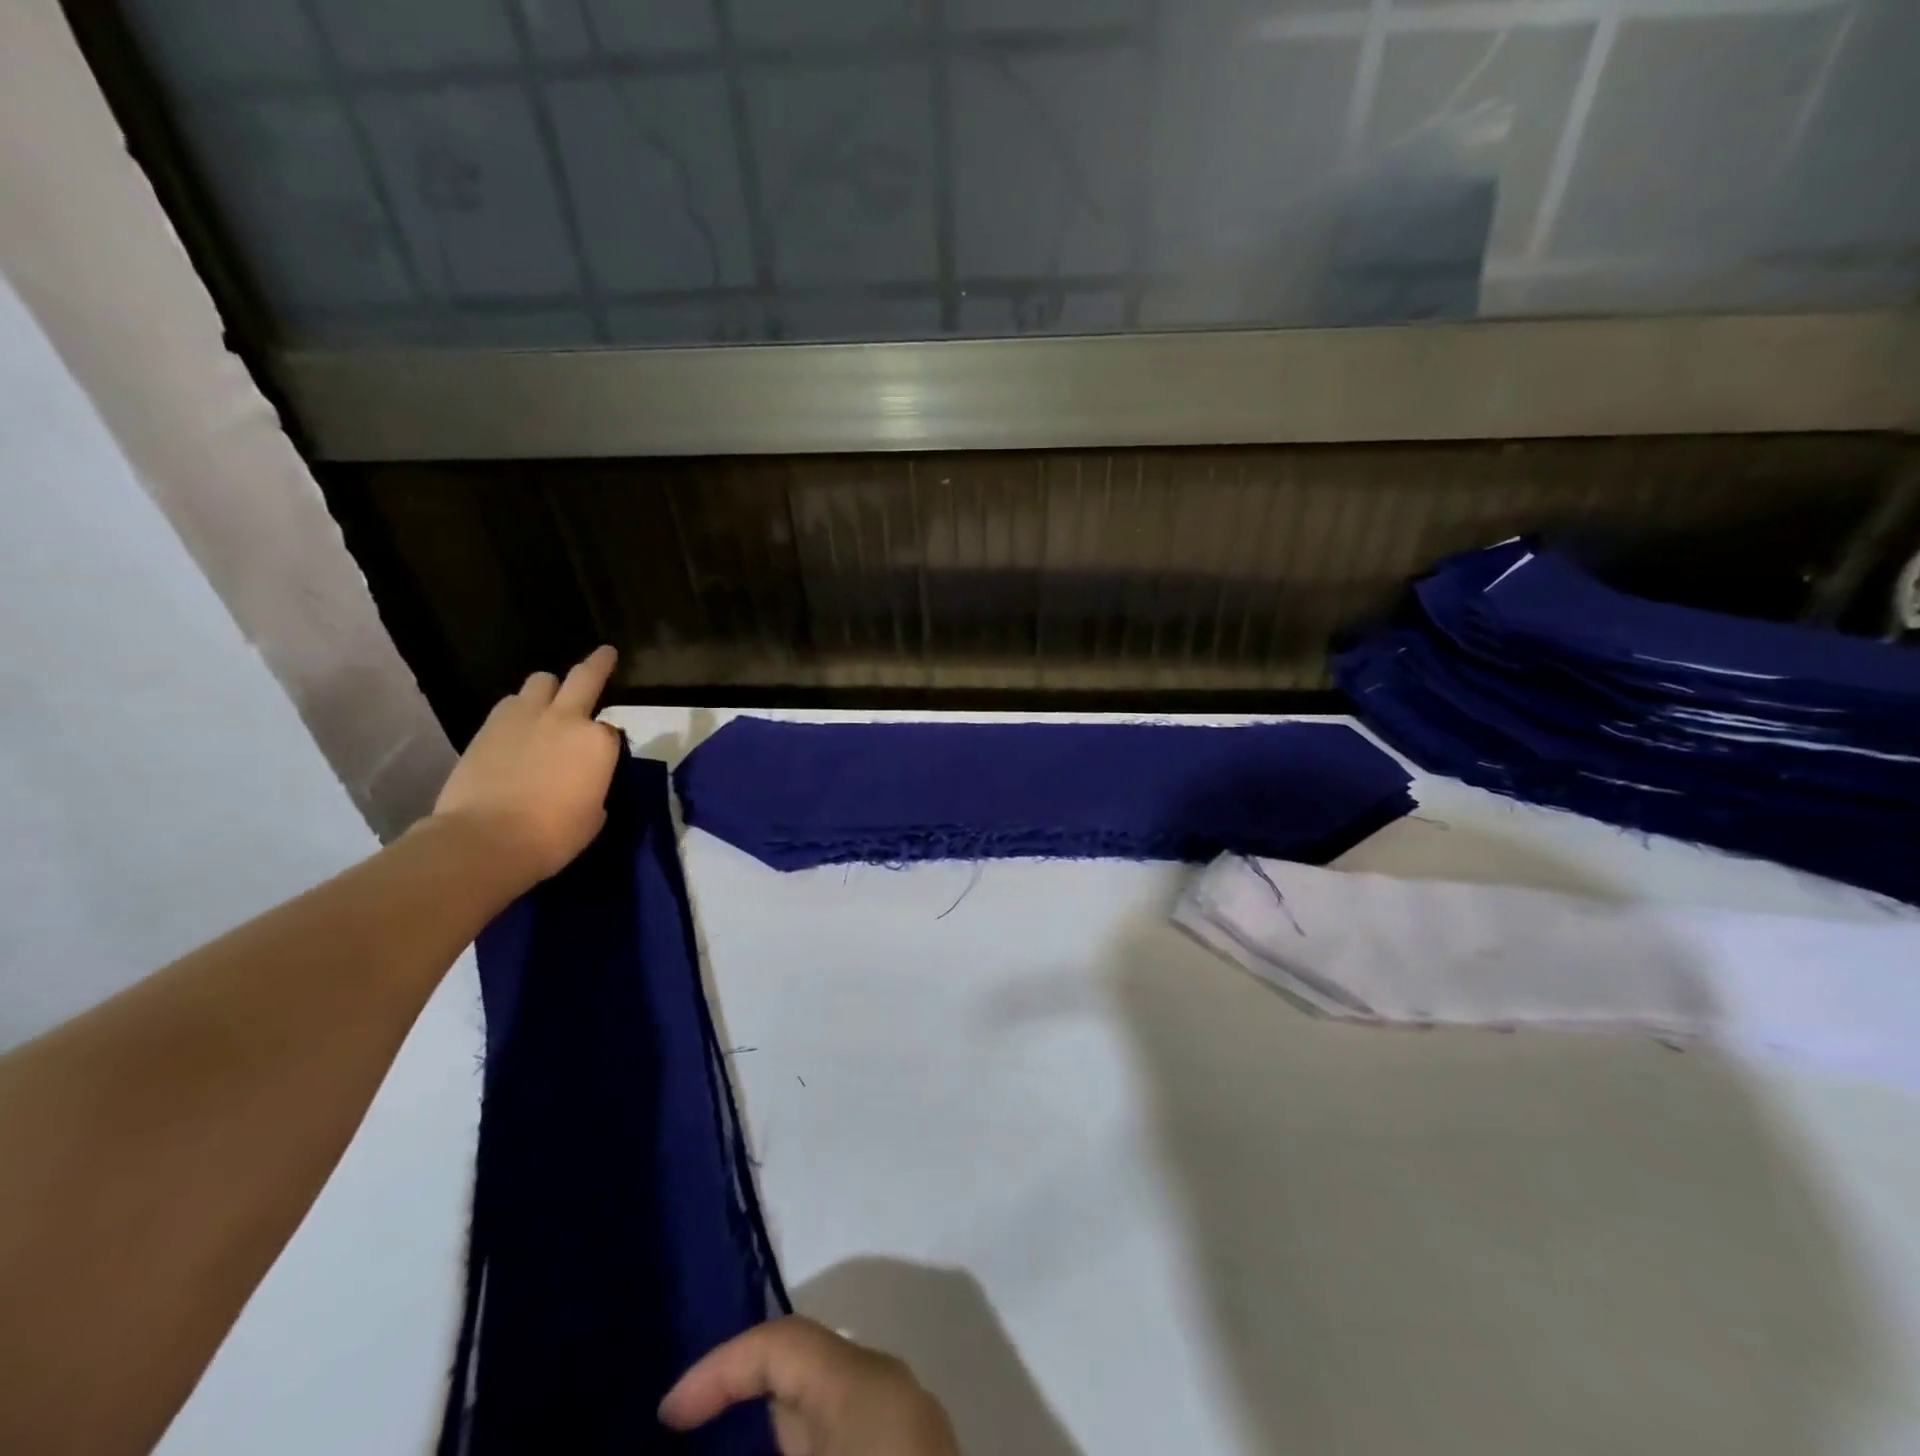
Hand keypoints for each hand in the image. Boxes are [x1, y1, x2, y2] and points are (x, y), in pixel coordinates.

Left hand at [431, 647, 623, 884]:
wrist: (486, 839)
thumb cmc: (554, 835)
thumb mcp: (595, 813)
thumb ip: (595, 783)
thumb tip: (585, 777)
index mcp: (599, 742)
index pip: (613, 731)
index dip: (608, 743)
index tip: (603, 757)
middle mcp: (566, 718)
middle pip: (585, 678)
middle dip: (599, 663)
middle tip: (606, 654)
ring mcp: (525, 717)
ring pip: (542, 680)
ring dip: (550, 688)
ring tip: (548, 703)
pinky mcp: (488, 725)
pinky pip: (510, 702)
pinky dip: (519, 709)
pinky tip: (517, 728)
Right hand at [661, 1317, 960, 1455]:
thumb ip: (755, 1448)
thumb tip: (699, 1444)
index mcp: (865, 1383)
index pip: (782, 1342)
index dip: (718, 1370)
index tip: (665, 1418)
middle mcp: (891, 1391)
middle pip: (804, 1371)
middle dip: (742, 1399)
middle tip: (685, 1437)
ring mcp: (909, 1431)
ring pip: (823, 1412)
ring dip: (772, 1433)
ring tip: (721, 1449)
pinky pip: (846, 1439)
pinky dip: (804, 1449)